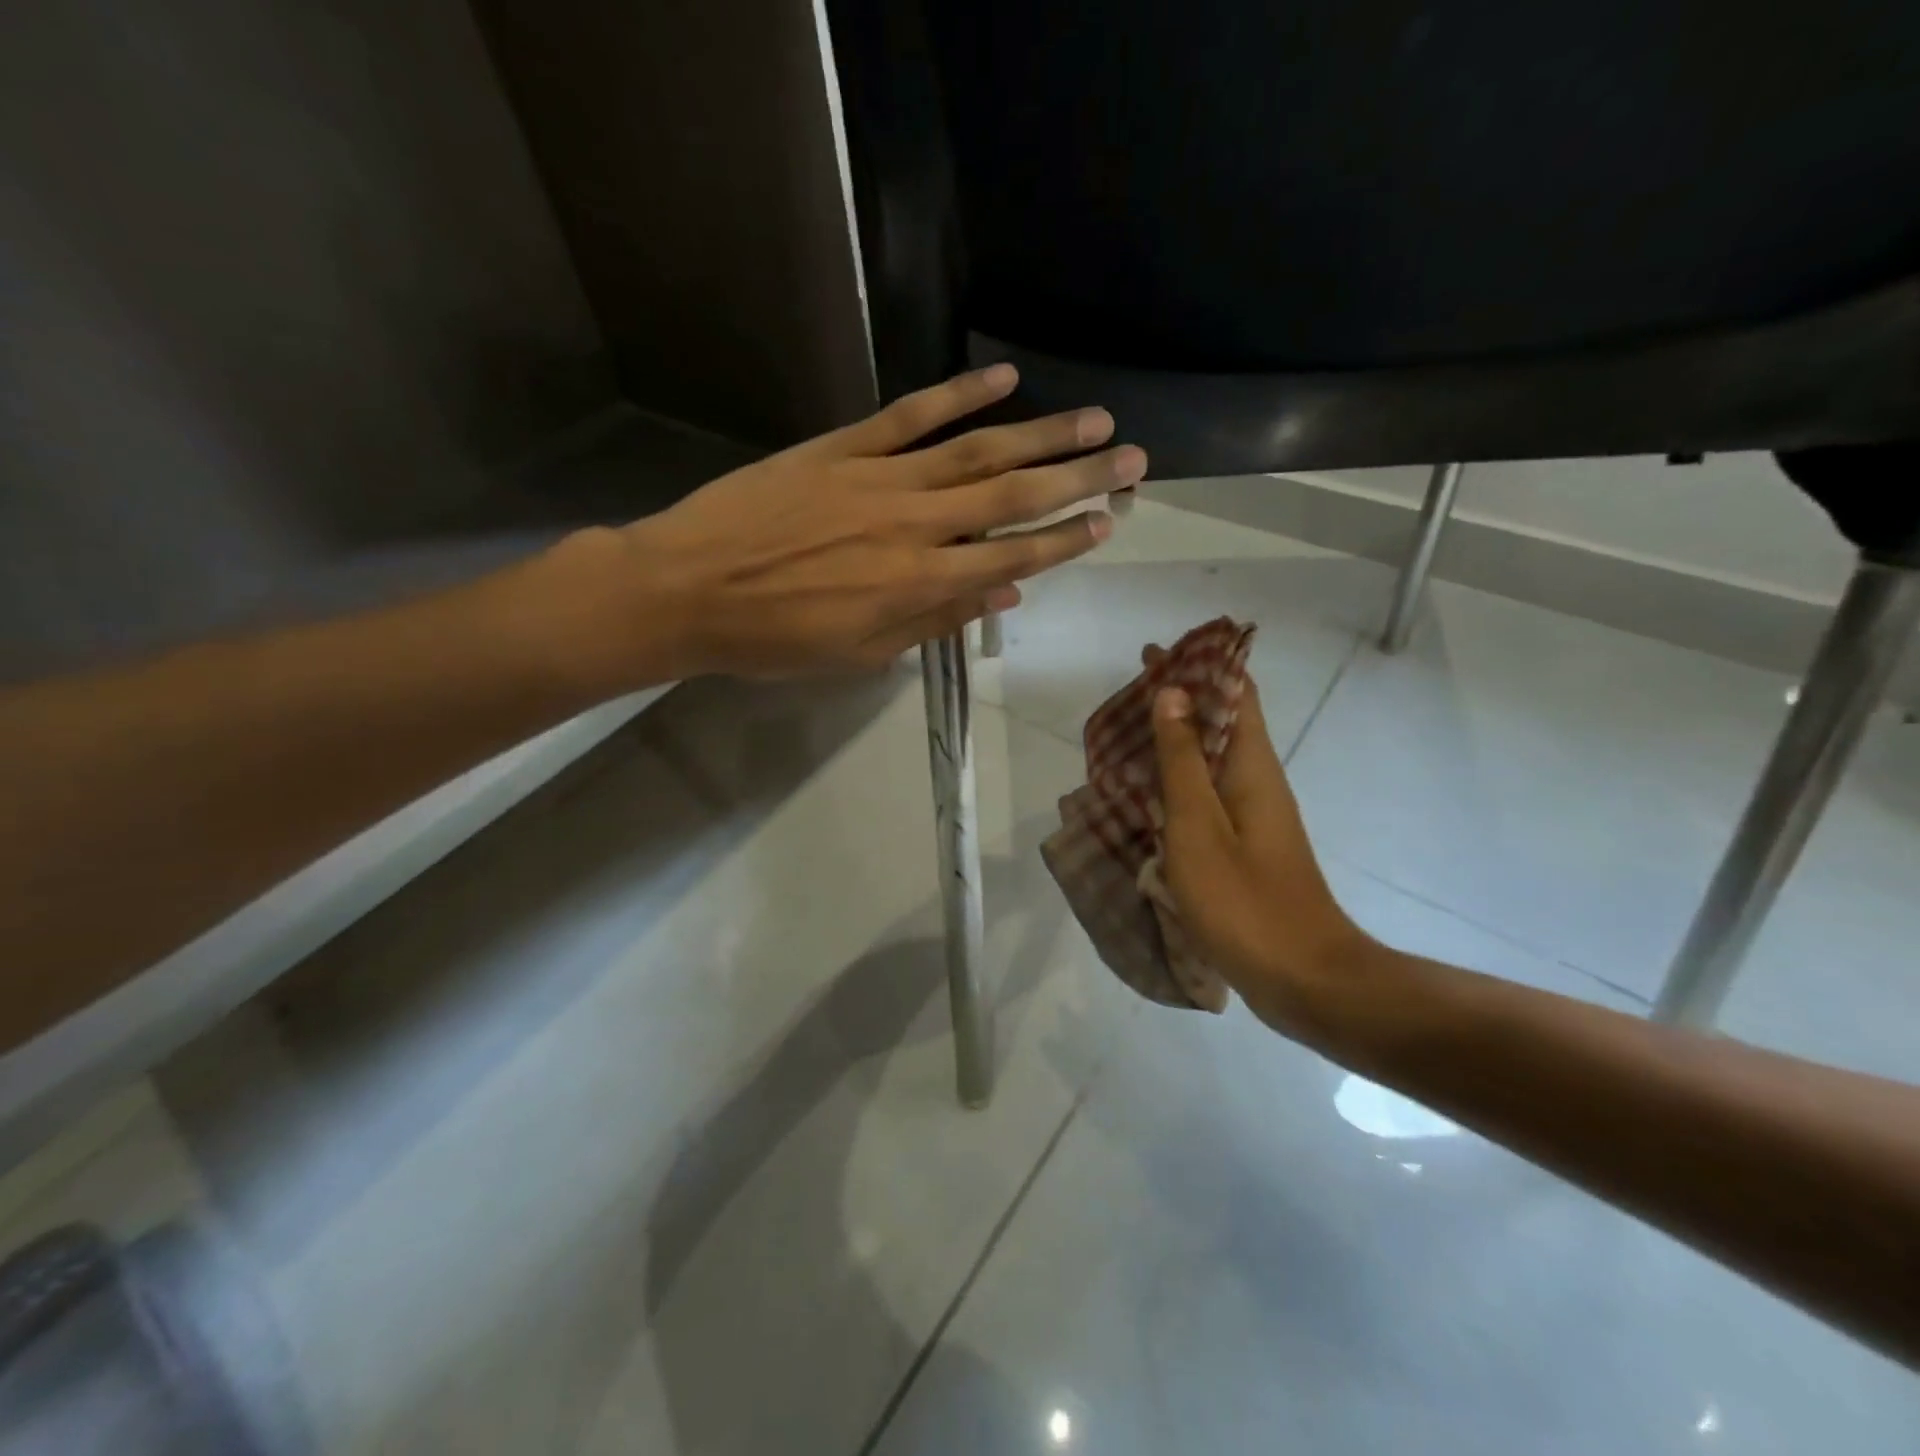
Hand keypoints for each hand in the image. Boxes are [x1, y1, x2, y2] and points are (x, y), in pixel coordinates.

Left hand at [558, 366, 1144, 684]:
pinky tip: (1002, 377)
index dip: (1065, 540)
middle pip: (1012, 496)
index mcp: (919, 584)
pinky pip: (910, 415)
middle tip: (1132, 458)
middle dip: (1079, 478)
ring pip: (976, 451)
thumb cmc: (774, 639)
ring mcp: (880, 478)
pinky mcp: (842, 447)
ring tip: (1094, 418)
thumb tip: (1003, 591)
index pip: (1013, 556)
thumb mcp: (860, 653)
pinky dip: (958, 394)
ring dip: (1041, 434)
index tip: (1108, 523)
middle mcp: (916, 525)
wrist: (686, 590)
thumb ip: (935, 621)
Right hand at [1149, 664, 1366, 1033]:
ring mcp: (1252, 817)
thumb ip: (1182, 759)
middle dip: (1179, 699)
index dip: (1199, 666)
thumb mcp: (1198, 824)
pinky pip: (1205, 796)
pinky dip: (1175, 782)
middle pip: (1220, 722)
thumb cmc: (1244, 899)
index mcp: (1251, 766)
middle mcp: (1257, 782)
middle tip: (1126, 693)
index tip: (1156, 652)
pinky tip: (1145, 795)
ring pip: (1210, 760)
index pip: (1234, 694)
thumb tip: (1173, 693)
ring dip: (1174, 740)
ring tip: (1125, 735)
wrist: (1303, 977)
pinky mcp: (1243, 848)